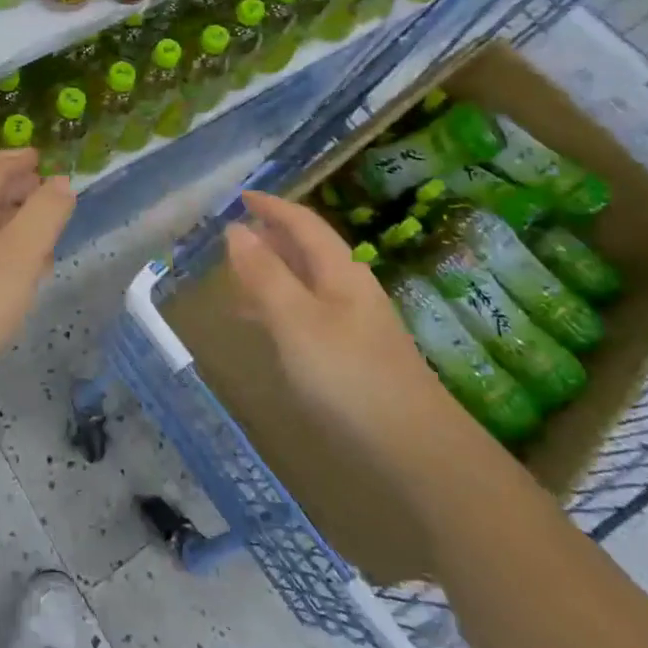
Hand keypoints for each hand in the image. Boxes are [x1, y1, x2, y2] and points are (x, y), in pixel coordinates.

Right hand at [226, 191, 456, 453]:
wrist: (416, 450)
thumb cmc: (348, 375)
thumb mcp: (295, 320)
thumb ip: (264, 274)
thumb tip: (236, 229)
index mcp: (340, 271)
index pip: (303, 223)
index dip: (271, 206)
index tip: (239, 196)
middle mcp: (349, 289)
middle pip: (307, 250)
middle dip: (270, 237)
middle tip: (232, 235)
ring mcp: (354, 324)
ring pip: (305, 283)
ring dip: (272, 273)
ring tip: (235, 277)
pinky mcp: (352, 357)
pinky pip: (306, 315)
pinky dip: (278, 308)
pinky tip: (262, 328)